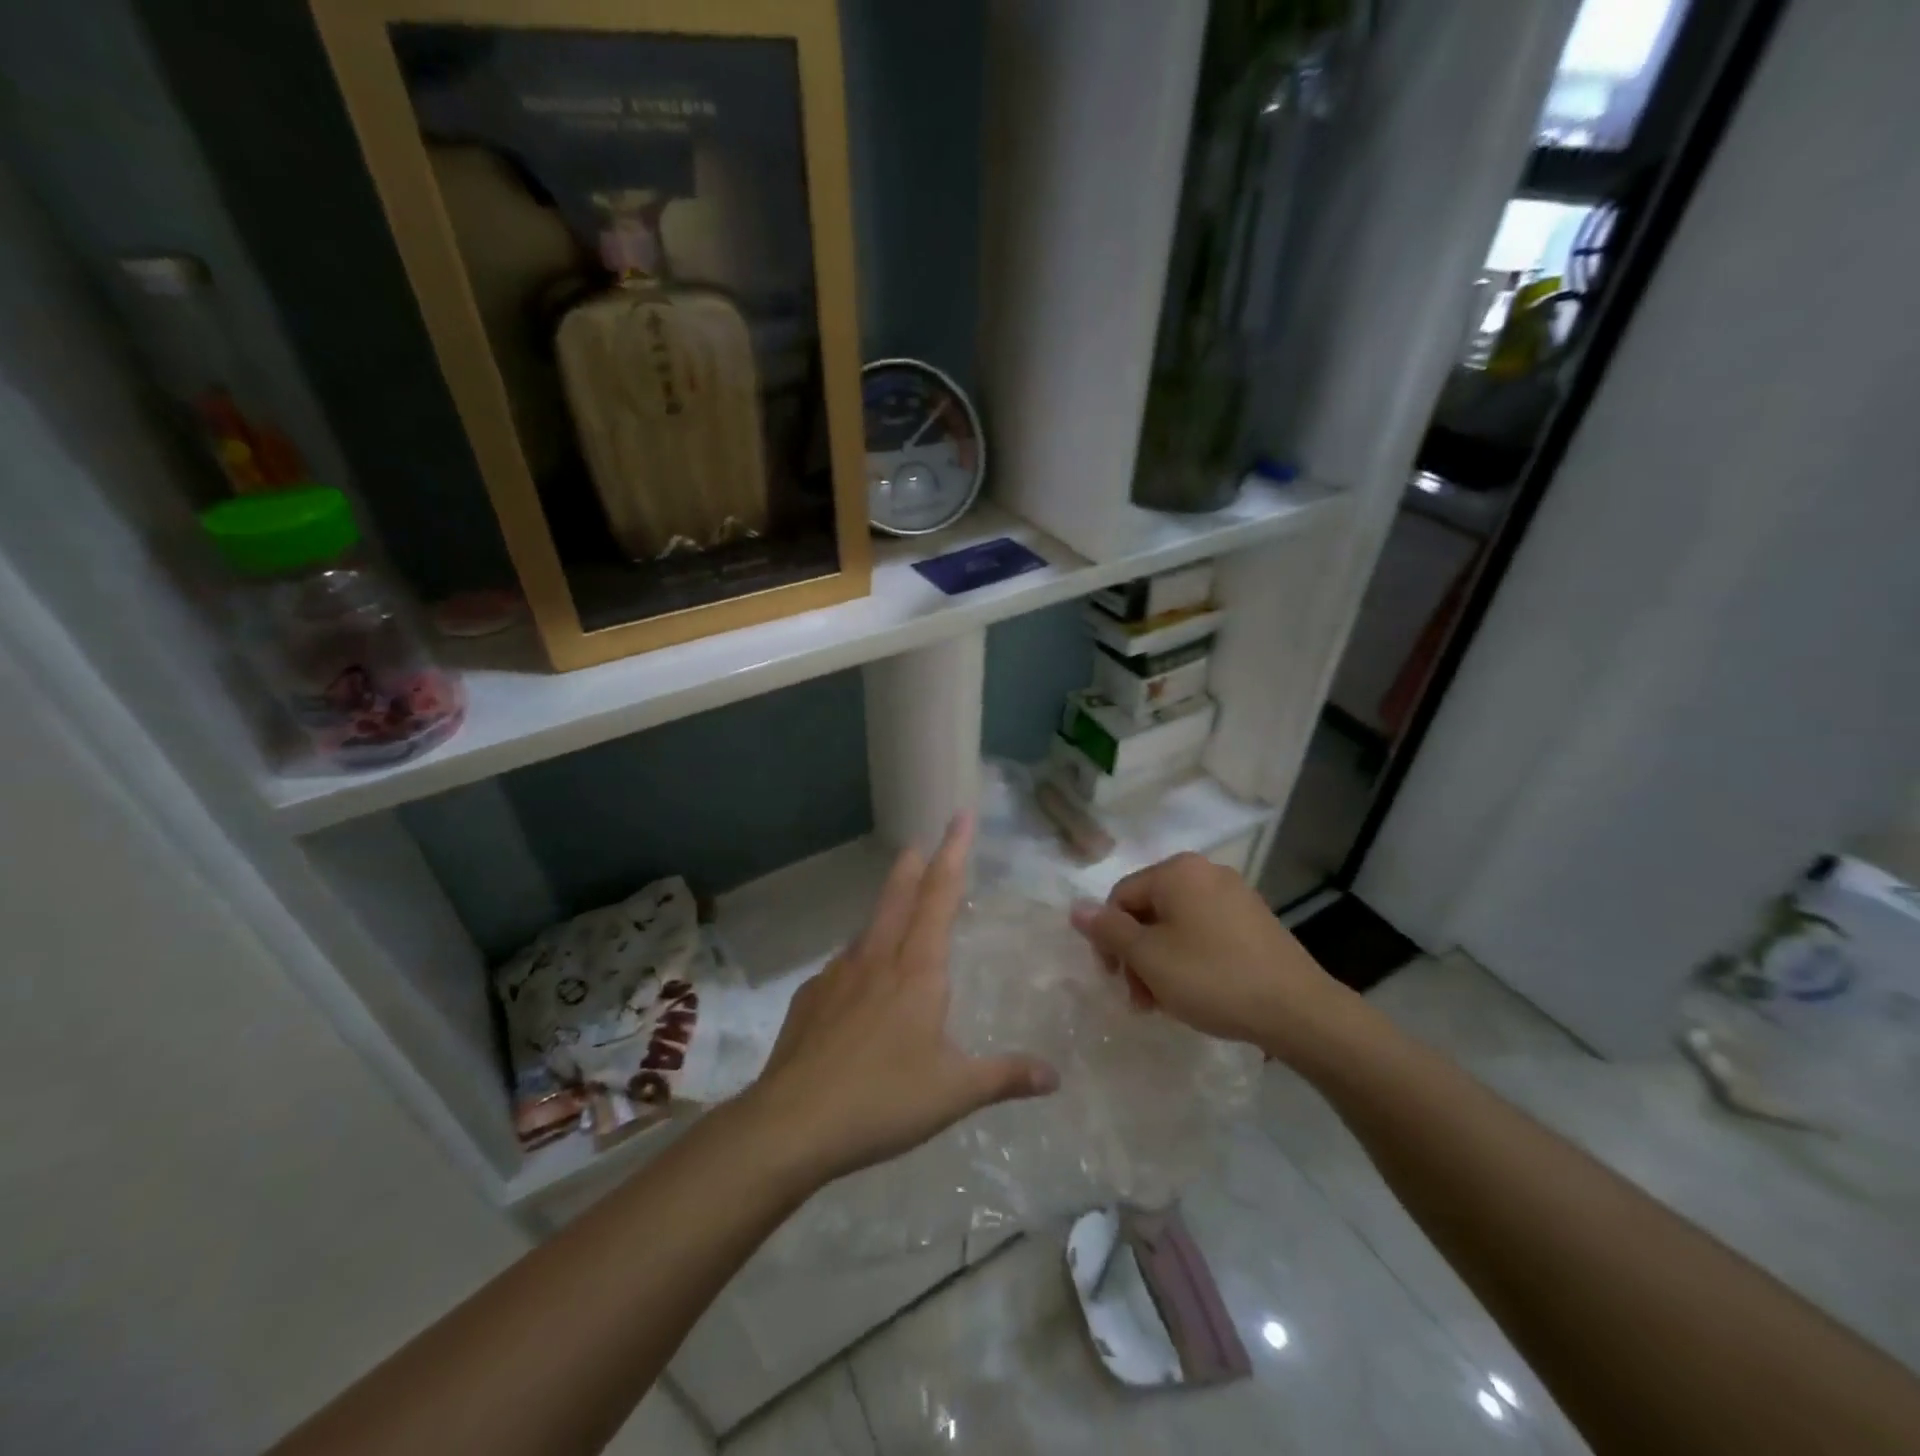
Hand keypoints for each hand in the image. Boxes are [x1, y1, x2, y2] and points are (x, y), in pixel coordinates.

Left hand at [744, 815, 1058, 1186]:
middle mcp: (875, 959)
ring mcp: (836, 976)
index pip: (939, 895)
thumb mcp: (954, 1092)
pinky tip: (857, 986)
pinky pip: (841, 967)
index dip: (954, 853)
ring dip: (885, 911)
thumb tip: (1054, 1076)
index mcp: (916, 970)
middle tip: (918, 844)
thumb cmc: (883, 1100)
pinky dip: (858, 961)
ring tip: (894, 916)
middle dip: (912, 866)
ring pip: (867, 930)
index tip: (960, 816)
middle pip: (897, 897)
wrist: (790, 1123)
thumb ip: (1005, 1077)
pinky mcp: (809, 999)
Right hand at [1069, 852, 1351, 1060]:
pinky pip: (1206, 932)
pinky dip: (1191, 958)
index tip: (1116, 980)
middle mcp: (1206, 872)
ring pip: (1177, 924)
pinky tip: (1199, 992)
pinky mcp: (1255, 920)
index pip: (1120, 897)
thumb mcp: (1149, 958)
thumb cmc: (1212, 978)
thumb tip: (1075, 908)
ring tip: (1167, 1003)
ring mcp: (1235, 895)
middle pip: (1149, 910)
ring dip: (1161, 962)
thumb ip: (1108, 931)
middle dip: (1137, 955)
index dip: (1109, 939)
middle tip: (1141, 999)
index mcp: (1177, 871)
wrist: (1298, 1010)